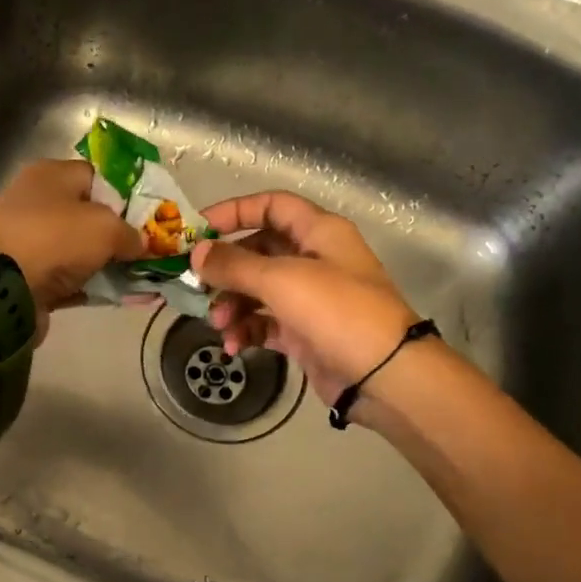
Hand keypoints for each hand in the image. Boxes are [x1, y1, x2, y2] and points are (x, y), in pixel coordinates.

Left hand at [0, 159, 143, 340]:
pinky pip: (69, 278)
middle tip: (147, 251)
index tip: (148, 218)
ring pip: (79, 250)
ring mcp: (29, 241)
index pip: (97, 177)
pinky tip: (116, 296)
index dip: (126, 195)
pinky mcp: (27, 275)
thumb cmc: (56, 240)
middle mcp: (36, 203)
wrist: (4, 289)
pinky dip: (90, 286)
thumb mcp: (106, 228)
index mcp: (50, 176)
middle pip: (89, 215)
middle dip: (118, 234)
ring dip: (106, 264)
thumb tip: (142, 244)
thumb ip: (131, 233)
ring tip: (138, 277)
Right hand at [190, 191, 420, 407]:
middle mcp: (315, 259)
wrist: (383, 375)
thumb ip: (234, 265)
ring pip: (258, 291)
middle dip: (226, 270)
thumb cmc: (337, 312)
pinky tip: (232, 346)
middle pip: (258, 251)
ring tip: (218, 325)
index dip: (234, 212)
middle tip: (197, 286)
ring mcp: (310, 299)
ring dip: (232, 305)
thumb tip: (196, 253)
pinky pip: (265, 324)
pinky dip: (246, 331)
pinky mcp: (304, 333)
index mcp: (319, 232)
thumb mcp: (282, 280)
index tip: (197, 230)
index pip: (271, 206)